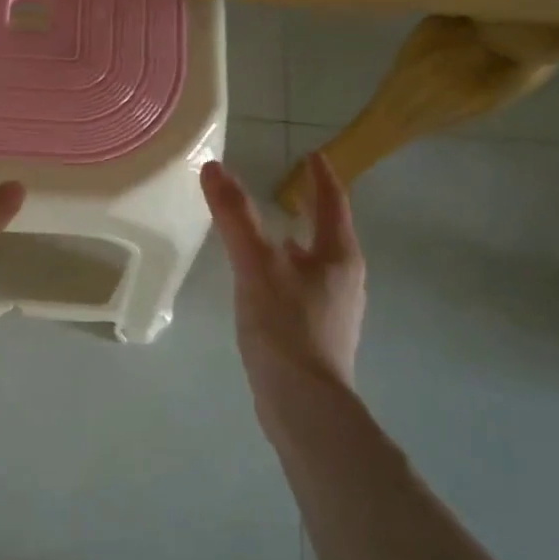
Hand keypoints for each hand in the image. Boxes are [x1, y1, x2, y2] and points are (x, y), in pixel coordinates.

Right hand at [201, 153, 365, 389]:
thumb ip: (235, 216)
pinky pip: (303, 288)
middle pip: (329, 233)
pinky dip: (287, 272)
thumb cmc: (286, 326)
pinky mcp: (318, 335)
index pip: (332, 203)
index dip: (321, 177)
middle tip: (289, 188)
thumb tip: (215, 168)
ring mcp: (334, 309)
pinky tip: (264, 283)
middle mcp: (344, 279)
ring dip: (298, 242)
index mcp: (339, 256)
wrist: (303, 404)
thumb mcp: (256, 265)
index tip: (312, 155)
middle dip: (311, 209)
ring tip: (274, 231)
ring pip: (316, 263)